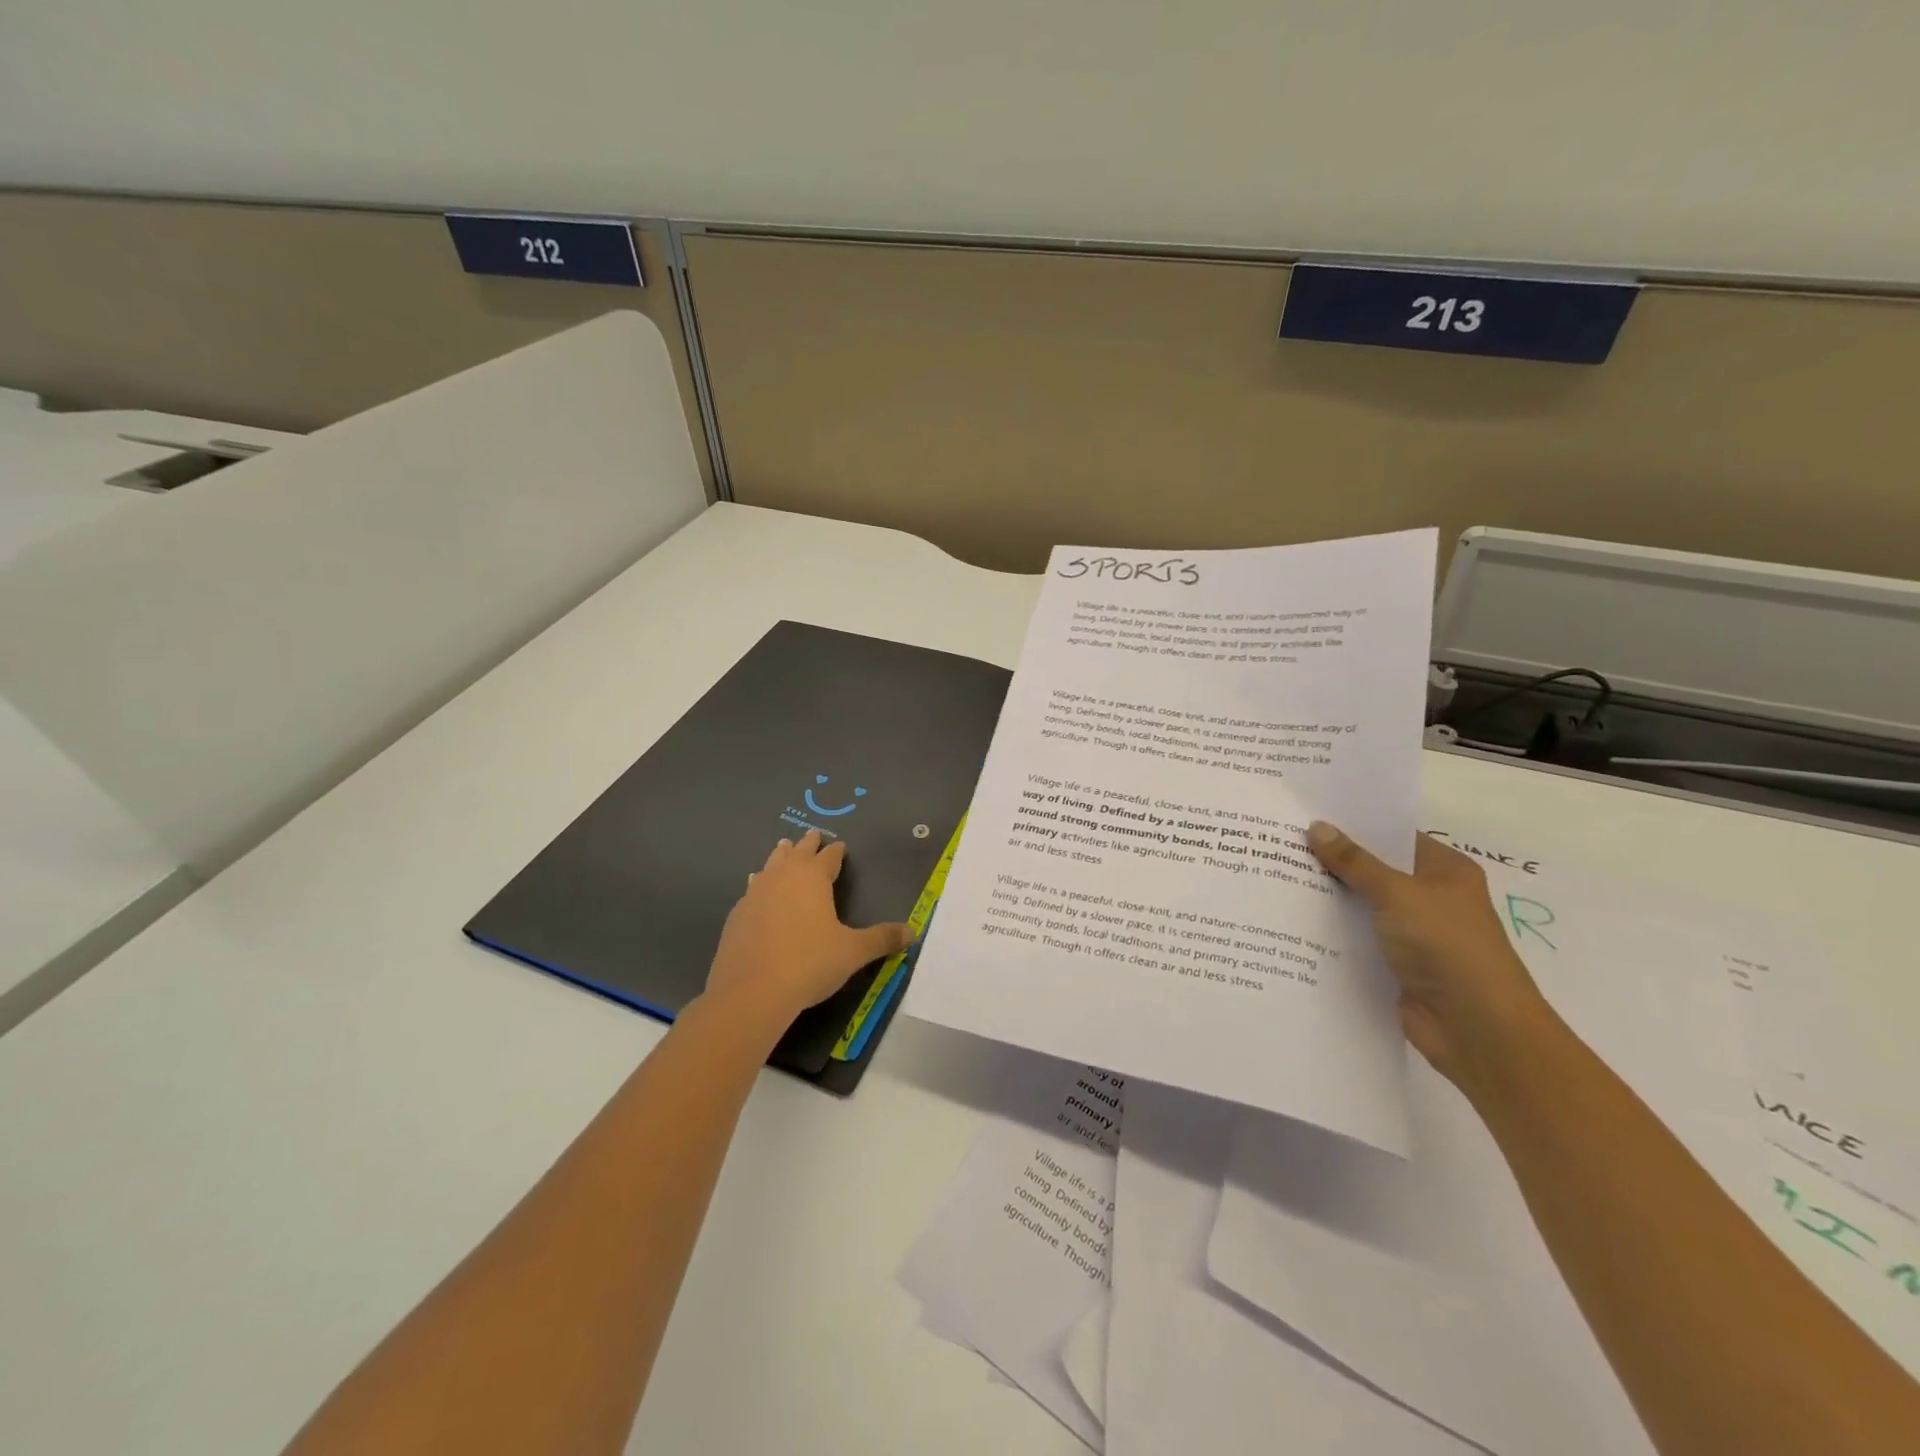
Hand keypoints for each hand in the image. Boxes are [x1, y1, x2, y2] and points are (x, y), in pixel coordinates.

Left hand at [704, 830, 912, 1032]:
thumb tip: (913, 932)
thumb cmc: (809, 963)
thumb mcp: (853, 952)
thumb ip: (882, 939)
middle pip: (796, 853)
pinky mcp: (736, 916)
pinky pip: (751, 890)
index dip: (836, 851)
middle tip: (812, 835)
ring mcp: (754, 894)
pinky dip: (759, 885)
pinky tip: (757, 894)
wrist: (751, 992)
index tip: (840, 845)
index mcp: (812, 878)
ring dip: (779, 857)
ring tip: (782, 850)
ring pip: (769, 865)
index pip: (828, 857)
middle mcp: (782, 877)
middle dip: (806, 844)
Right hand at [1306, 822, 1552, 1093]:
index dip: (1354, 826)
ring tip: (1274, 876)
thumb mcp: (1398, 894)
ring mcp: (1412, 933)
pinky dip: (1330, 932)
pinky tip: (1289, 920)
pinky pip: (1355, 939)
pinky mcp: (1394, 965)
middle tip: (1279, 843)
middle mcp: (1430, 898)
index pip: (1393, 836)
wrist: (1476, 1029)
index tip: (1307, 815)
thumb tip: (1317, 827)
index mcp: (1444, 871)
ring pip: (1361, 906)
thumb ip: (1355, 862)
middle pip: (1373, 870)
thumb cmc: (1448, 947)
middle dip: (1332, 861)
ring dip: (1327, 898)